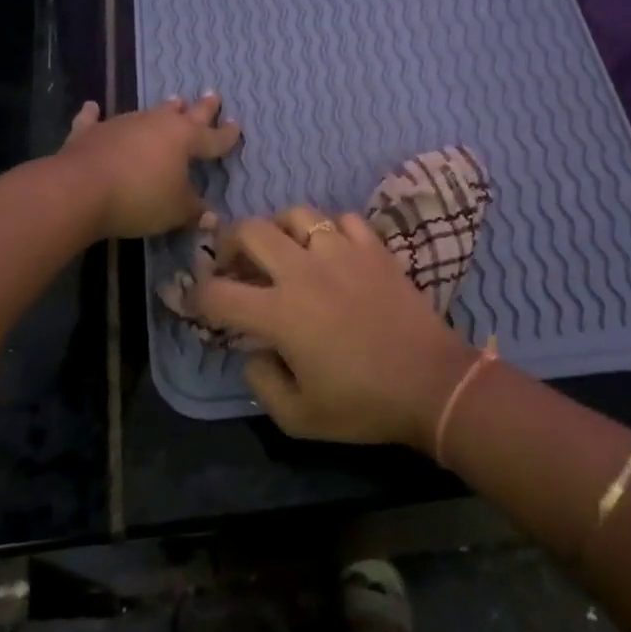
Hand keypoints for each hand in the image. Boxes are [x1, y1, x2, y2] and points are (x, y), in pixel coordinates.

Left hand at [57, 94, 241, 239]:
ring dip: (161, 110)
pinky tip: (92, 107)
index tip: (237, 126)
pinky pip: (95, 120)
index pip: (213, 137)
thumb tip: (211, 216)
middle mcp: (157, 124)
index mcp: (185, 139)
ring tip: (173, 101)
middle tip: (212, 94)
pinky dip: (95, 115)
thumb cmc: (141, 198)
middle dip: (202, 107)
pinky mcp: (91, 133)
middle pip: (185, 114)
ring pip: (148, 113)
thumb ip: (195, 210)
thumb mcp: (176, 211)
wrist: (81, 189)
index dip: (227, 135)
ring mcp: (122, 124)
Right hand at [189, 205, 478, 448]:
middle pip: (250, 231)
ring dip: (279, 230)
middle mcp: (304, 271)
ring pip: (296, 214)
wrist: (432, 384)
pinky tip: (332, 252)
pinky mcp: (374, 248)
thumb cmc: (363, 405)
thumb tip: (253, 352)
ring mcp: (342, 253)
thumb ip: (261, 382)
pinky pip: (342, 220)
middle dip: (229, 243)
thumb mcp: (298, 417)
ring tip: (283, 250)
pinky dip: (329, 231)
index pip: (218, 292)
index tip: (199, 302)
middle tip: (233, 263)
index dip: (198, 296)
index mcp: (280, 313)